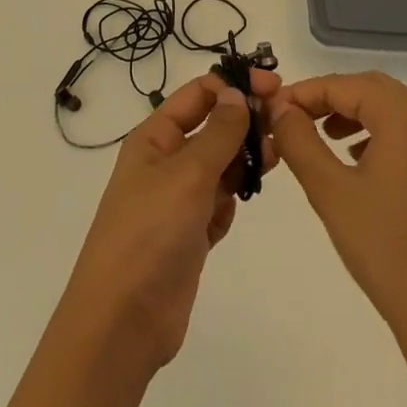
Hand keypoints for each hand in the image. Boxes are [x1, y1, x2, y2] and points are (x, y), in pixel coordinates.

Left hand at [58, 69, 279, 378]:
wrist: (123, 321)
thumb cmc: (150, 234)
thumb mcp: (187, 174)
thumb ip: (218, 133)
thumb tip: (237, 94)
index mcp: (154, 138)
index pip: (198, 95)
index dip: (234, 85)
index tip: (274, 87)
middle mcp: (165, 162)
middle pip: (212, 128)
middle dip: (245, 123)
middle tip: (284, 125)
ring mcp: (177, 200)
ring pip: (220, 166)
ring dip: (243, 161)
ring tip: (272, 160)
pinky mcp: (190, 234)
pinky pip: (219, 203)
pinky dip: (231, 202)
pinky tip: (236, 209)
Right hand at [267, 71, 406, 388]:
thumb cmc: (386, 249)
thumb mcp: (330, 190)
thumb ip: (298, 140)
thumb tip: (279, 106)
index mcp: (406, 116)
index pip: (345, 84)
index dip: (305, 92)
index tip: (272, 108)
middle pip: (370, 89)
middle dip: (328, 99)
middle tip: (292, 119)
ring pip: (390, 110)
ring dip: (352, 114)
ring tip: (318, 138)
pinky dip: (376, 133)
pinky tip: (354, 161)